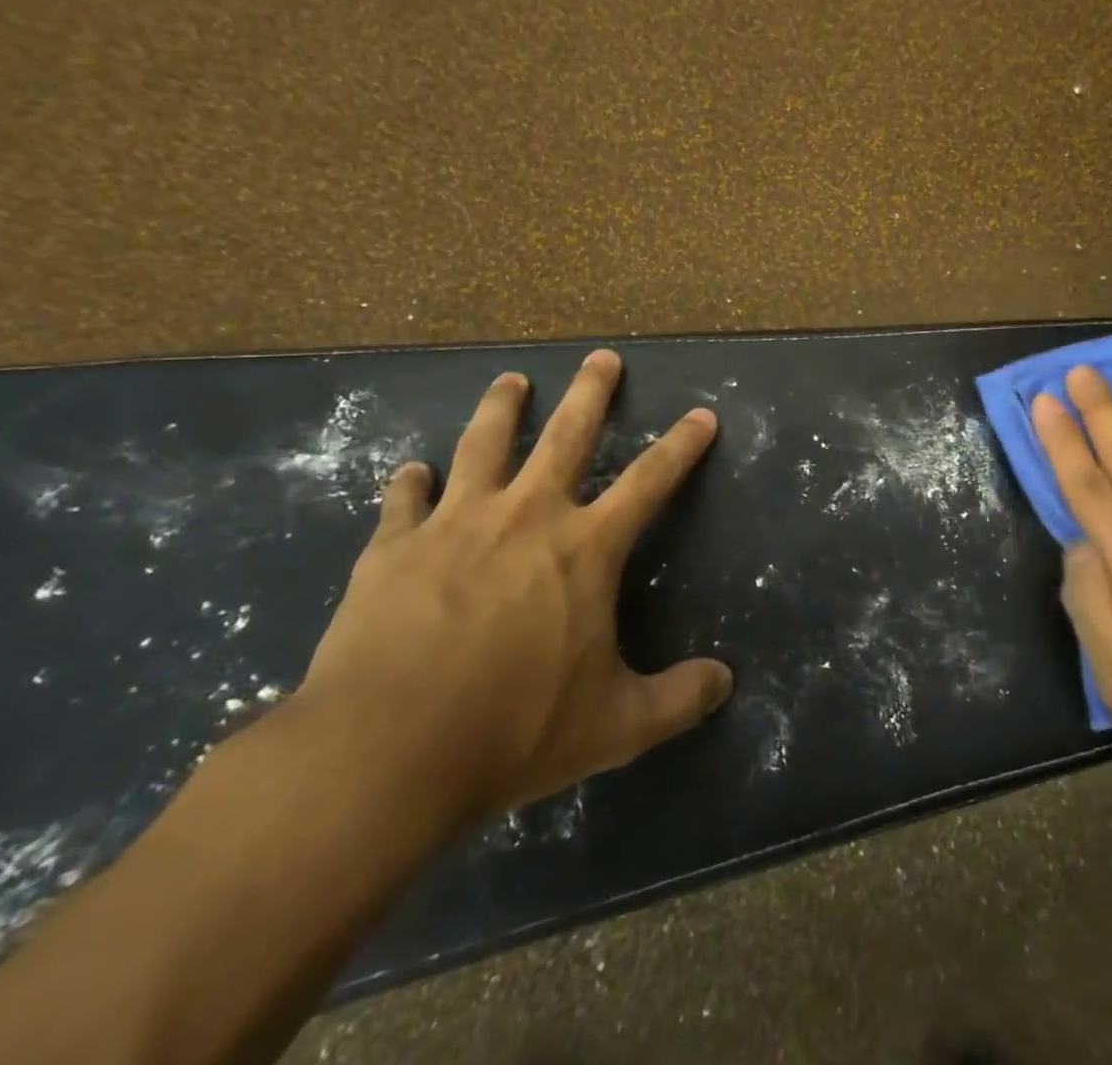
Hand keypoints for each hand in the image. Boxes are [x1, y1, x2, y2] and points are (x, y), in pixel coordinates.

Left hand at [297, 353, 732, 827]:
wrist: (384, 755)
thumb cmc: (515, 731)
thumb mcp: (617, 726)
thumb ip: (679, 699)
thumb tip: (726, 682)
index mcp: (585, 548)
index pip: (651, 481)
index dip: (682, 445)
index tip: (702, 414)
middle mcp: (526, 516)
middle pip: (567, 435)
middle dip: (591, 392)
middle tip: (602, 357)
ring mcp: (455, 525)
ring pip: (484, 444)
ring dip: (502, 408)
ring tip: (512, 381)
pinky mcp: (392, 548)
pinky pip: (404, 500)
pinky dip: (411, 483)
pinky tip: (411, 472)